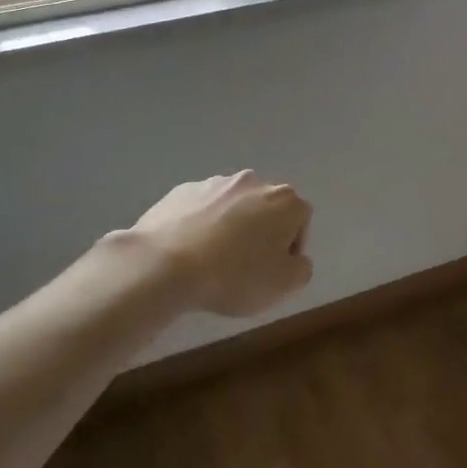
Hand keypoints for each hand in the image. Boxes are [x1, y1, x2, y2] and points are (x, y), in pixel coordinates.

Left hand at [128, 172, 313, 317]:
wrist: (165, 265)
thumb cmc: (235, 275)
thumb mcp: (284, 285)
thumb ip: (301, 268)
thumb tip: (294, 259)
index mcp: (285, 200)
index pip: (300, 220)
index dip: (290, 249)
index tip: (273, 272)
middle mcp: (253, 182)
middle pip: (265, 209)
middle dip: (260, 233)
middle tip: (245, 266)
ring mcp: (214, 183)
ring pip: (232, 207)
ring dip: (229, 227)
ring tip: (212, 260)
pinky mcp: (181, 191)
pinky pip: (200, 209)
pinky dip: (200, 225)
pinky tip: (188, 251)